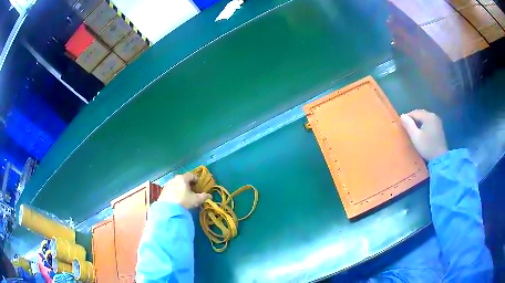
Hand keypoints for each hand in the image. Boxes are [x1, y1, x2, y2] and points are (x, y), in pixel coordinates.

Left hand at [158, 173, 211, 208]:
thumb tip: (210, 196)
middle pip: (183, 179)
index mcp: (182, 178)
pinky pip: (171, 189)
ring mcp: (167, 185)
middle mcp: (174, 179)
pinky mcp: (163, 191)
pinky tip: (177, 199)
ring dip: (181, 188)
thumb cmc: (183, 201)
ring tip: (185, 196)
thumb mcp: (196, 200)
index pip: (191, 175)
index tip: (199, 185)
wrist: (167, 209)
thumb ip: (204, 197)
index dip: (196, 180)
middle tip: (192, 191)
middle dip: (188, 184)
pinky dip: (175, 192)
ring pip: (176, 184)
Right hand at [400, 109, 447, 160]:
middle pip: (420, 113)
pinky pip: (429, 121)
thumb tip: (402, 116)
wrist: (440, 158)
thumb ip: (409, 125)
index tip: (402, 125)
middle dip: (413, 119)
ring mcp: (437, 121)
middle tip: (407, 127)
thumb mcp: (416, 137)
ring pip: (424, 117)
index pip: (414, 112)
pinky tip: (421, 131)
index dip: (407, 117)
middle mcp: (433, 115)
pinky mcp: (439, 127)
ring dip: (418, 121)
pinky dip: (424, 124)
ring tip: (413, 129)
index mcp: (428, 116)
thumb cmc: (427, 147)